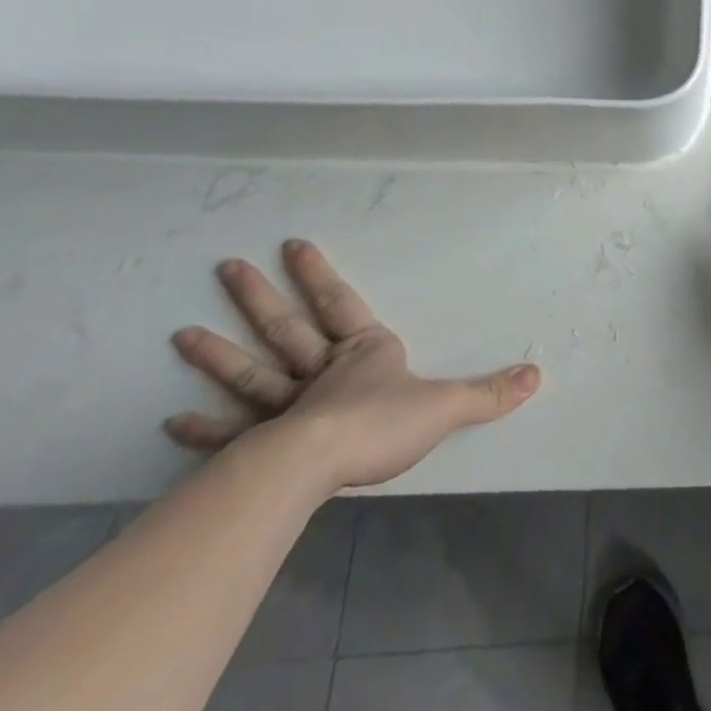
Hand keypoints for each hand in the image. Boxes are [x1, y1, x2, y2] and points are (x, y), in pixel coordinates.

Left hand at [166, 239, 539, 493]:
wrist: (319, 465)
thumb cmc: (381, 423)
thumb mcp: (447, 405)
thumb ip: (489, 392)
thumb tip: (538, 375)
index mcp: (363, 353)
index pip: (340, 303)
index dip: (318, 274)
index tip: (292, 244)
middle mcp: (320, 371)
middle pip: (286, 328)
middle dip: (260, 297)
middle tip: (227, 267)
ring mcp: (285, 407)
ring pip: (250, 371)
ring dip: (217, 353)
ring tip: (182, 333)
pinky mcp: (260, 445)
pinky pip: (229, 432)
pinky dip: (202, 428)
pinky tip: (171, 420)